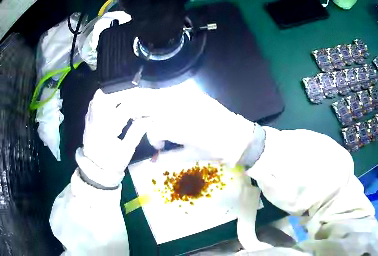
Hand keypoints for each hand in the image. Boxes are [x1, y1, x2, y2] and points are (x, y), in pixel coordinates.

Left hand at [76, 89, 149, 187]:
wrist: (94, 169)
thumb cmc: (112, 163)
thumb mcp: (126, 151)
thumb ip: (137, 132)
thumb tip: (149, 118)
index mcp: (107, 127)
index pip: (127, 107)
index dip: (142, 106)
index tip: (152, 109)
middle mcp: (97, 117)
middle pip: (113, 94)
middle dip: (129, 95)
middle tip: (141, 100)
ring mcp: (91, 115)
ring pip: (103, 94)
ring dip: (117, 94)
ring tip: (129, 99)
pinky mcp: (89, 116)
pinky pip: (97, 100)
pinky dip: (107, 98)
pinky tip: (115, 103)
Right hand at [134, 80, 254, 164]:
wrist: (238, 136)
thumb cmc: (215, 150)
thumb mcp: (190, 156)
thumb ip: (167, 156)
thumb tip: (152, 159)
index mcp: (178, 127)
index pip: (151, 128)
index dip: (151, 138)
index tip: (158, 145)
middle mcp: (178, 108)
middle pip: (144, 103)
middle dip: (132, 110)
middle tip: (129, 117)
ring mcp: (186, 97)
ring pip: (154, 96)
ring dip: (144, 104)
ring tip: (142, 112)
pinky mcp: (192, 94)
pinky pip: (169, 94)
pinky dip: (160, 101)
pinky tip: (162, 109)